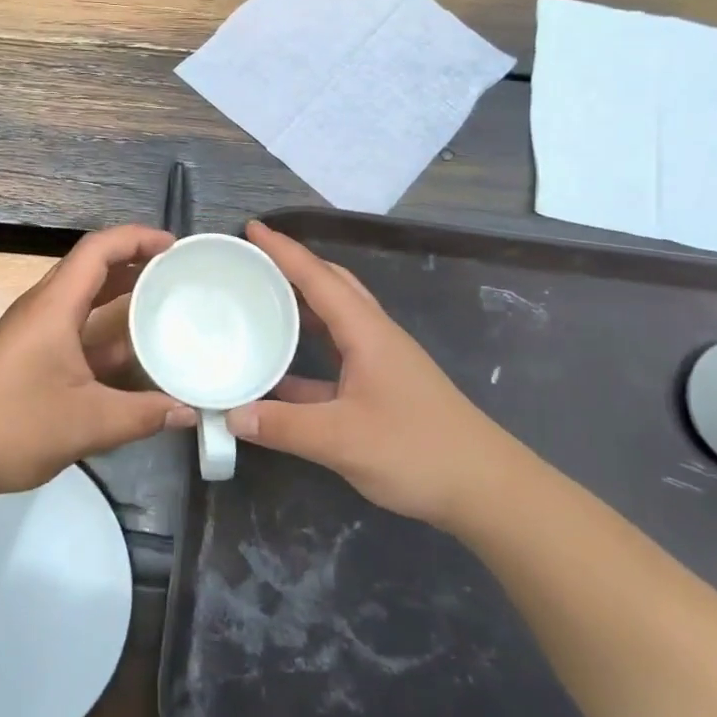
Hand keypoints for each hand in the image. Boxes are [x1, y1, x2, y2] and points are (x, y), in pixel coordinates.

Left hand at [0, 225, 197, 498]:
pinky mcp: (29, 356)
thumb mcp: (88, 422)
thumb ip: (143, 415)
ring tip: (163, 304)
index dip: (137, 238)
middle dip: (134, 263)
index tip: (174, 247)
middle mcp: (43, 308)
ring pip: (83, 298)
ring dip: (120, 296)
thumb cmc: (13, 425)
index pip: (98, 249)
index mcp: (55, 306)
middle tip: (177, 274)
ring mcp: (34, 332)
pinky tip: (131, 353)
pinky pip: (75, 327)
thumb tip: (188, 411)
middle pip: (91, 267)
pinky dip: (105, 329)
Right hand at [225, 221, 518, 528]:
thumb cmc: (416, 450)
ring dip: (301, 305)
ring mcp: (381, 361)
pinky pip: (336, 354)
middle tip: (253, 261)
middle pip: (331, 285)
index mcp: (366, 332)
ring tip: (262, 302)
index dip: (283, 250)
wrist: (484, 488)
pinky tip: (280, 372)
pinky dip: (307, 352)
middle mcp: (374, 336)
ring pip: (335, 318)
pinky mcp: (382, 387)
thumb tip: (232, 415)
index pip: (317, 278)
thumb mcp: (342, 439)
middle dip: (293, 267)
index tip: (251, 228)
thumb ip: (284, 426)